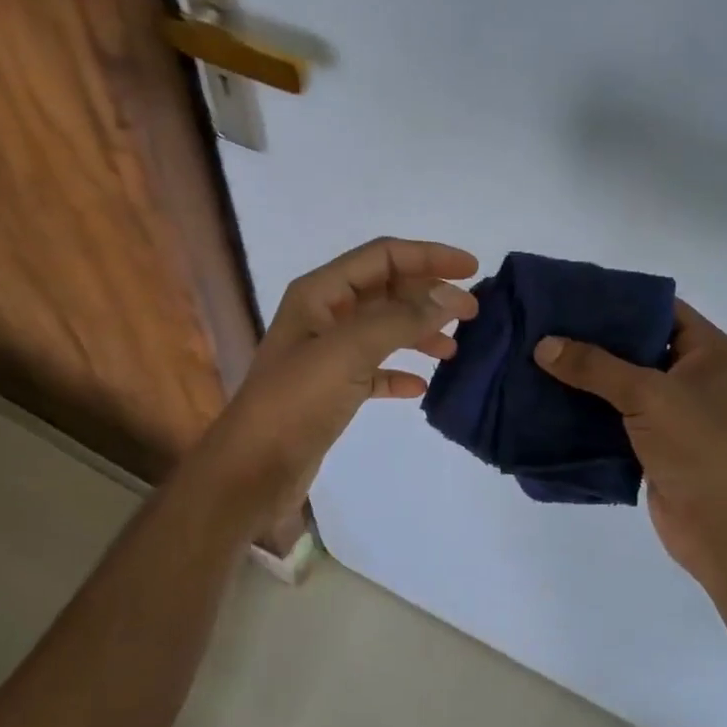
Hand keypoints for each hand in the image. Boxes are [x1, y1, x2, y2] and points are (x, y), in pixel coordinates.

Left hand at [201, 237, 478, 521]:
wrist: (253, 469)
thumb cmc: (296, 402)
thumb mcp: (349, 351)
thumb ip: (401, 319)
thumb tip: (452, 298)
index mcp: (321, 293)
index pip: (384, 256)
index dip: (429, 256)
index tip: (473, 269)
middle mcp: (324, 315)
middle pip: (387, 290)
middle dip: (429, 296)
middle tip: (472, 313)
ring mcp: (327, 354)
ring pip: (384, 330)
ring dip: (419, 333)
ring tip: (453, 350)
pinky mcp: (332, 391)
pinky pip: (374, 370)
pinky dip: (399, 372)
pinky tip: (419, 386)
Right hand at [533, 301, 726, 594]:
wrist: (721, 525)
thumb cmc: (698, 446)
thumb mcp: (648, 394)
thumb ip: (595, 367)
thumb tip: (543, 345)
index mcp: (706, 351)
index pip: (659, 308)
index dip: (618, 298)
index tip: (570, 294)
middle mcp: (690, 374)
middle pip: (635, 344)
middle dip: (591, 338)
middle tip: (543, 326)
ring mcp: (671, 410)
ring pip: (620, 382)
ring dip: (584, 376)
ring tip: (536, 358)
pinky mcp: (651, 441)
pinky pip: (612, 414)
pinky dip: (585, 409)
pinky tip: (547, 399)